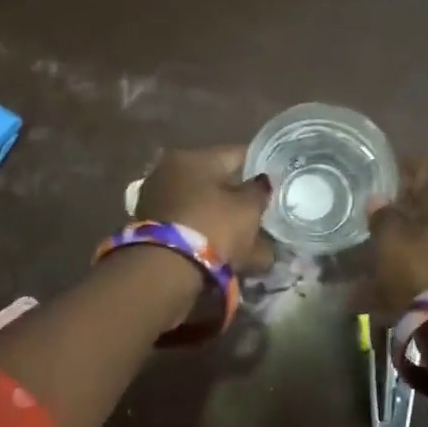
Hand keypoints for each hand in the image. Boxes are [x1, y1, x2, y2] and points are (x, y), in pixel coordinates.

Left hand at [135, 146, 273, 273]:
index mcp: (193, 157)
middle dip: (239, 197)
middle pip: (215, 181)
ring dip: (223, 219)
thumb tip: (261, 184)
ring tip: (248, 239)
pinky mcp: (150, 229)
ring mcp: (156, 200)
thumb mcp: (248, 209)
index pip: (237, 154)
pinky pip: (190, 226)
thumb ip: (259, 192)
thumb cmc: (212, 227)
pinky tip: (226, 250)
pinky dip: (207, 234)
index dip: (261, 168)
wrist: (165, 272)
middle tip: (262, 213)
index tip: (277, 182)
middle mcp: (169, 171)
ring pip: (202, 206)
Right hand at [368, 157, 427, 311]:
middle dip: (397, 212)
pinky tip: (378, 287)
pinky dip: (406, 272)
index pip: (422, 169)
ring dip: (399, 246)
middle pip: (425, 206)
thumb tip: (378, 199)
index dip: (399, 168)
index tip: (378, 172)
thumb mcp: (392, 241)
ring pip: (424, 239)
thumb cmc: (424, 269)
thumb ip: (383, 217)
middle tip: (369, 217)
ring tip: (367, 258)